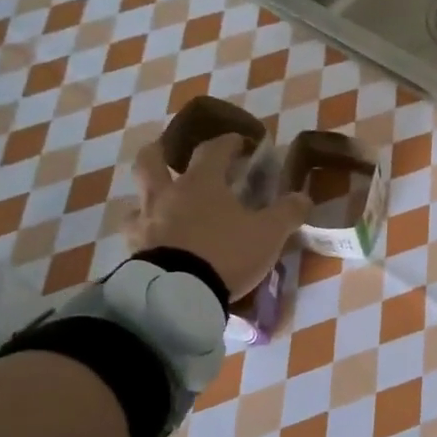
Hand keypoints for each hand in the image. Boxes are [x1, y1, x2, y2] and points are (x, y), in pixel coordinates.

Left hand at [126, 135, 310, 300]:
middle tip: (170, 156)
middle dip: (160, 153)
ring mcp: (145, 223)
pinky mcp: (134, 251)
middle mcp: (167, 195)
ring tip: (164, 210)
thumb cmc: (225, 253)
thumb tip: (302, 197)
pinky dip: (147, 234)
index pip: (213, 149)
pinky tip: (157, 244)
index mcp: (201, 183)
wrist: (178, 294)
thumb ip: (287, 213)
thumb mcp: (269, 233)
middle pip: (152, 161)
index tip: (239, 142)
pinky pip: (136, 235)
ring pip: (138, 201)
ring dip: (149, 200)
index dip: (228, 142)